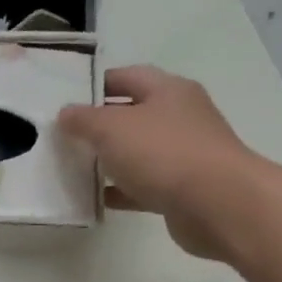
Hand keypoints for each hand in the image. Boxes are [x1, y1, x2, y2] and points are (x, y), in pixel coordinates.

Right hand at [58, 66, 275, 260]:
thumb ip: (83, 119)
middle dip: (98, 125)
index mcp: (168, 90)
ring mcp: (183, 154)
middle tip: (63, 136)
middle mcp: (179, 116)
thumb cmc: (163, 153)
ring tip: (74, 168)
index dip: (94, 85)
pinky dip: (120, 190)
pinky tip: (95, 199)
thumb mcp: (111, 128)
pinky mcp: (182, 188)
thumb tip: (65, 114)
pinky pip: (143, 185)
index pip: (126, 77)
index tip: (65, 100)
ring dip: (108, 160)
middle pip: (131, 115)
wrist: (217, 204)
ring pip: (137, 152)